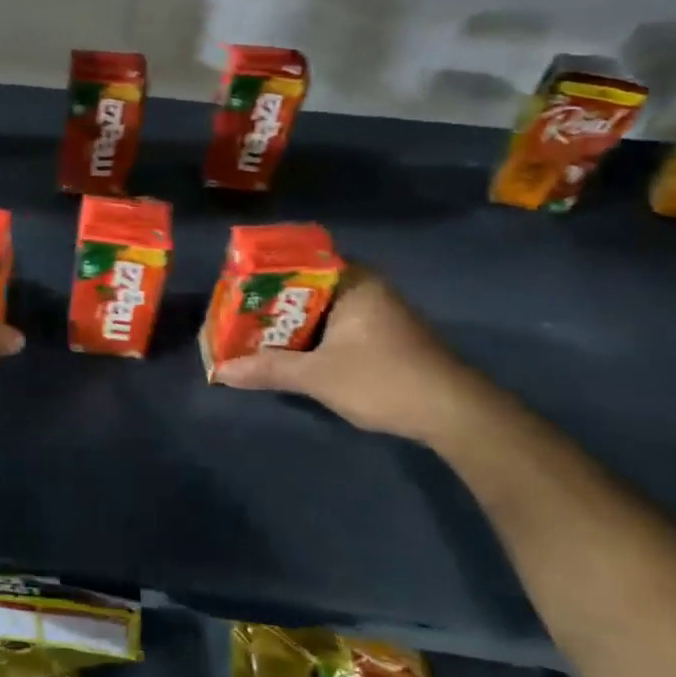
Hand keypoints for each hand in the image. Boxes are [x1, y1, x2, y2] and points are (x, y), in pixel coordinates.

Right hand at [214, 272, 483, 443]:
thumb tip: (220, 372)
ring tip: (250, 333)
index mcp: (352, 281)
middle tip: (234, 314)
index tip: (233, 288)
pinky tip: (287, 351)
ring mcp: (376, 312)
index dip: (261, 274)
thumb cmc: (384, 380)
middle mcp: (364, 288)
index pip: (297, 261)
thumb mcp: (318, 376)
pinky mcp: (382, 336)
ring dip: (288, 323)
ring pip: (318, 309)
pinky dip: (309, 336)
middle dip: (269, 303)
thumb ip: (269, 369)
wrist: (455, 414)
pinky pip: (333, 325)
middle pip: (304, 287)